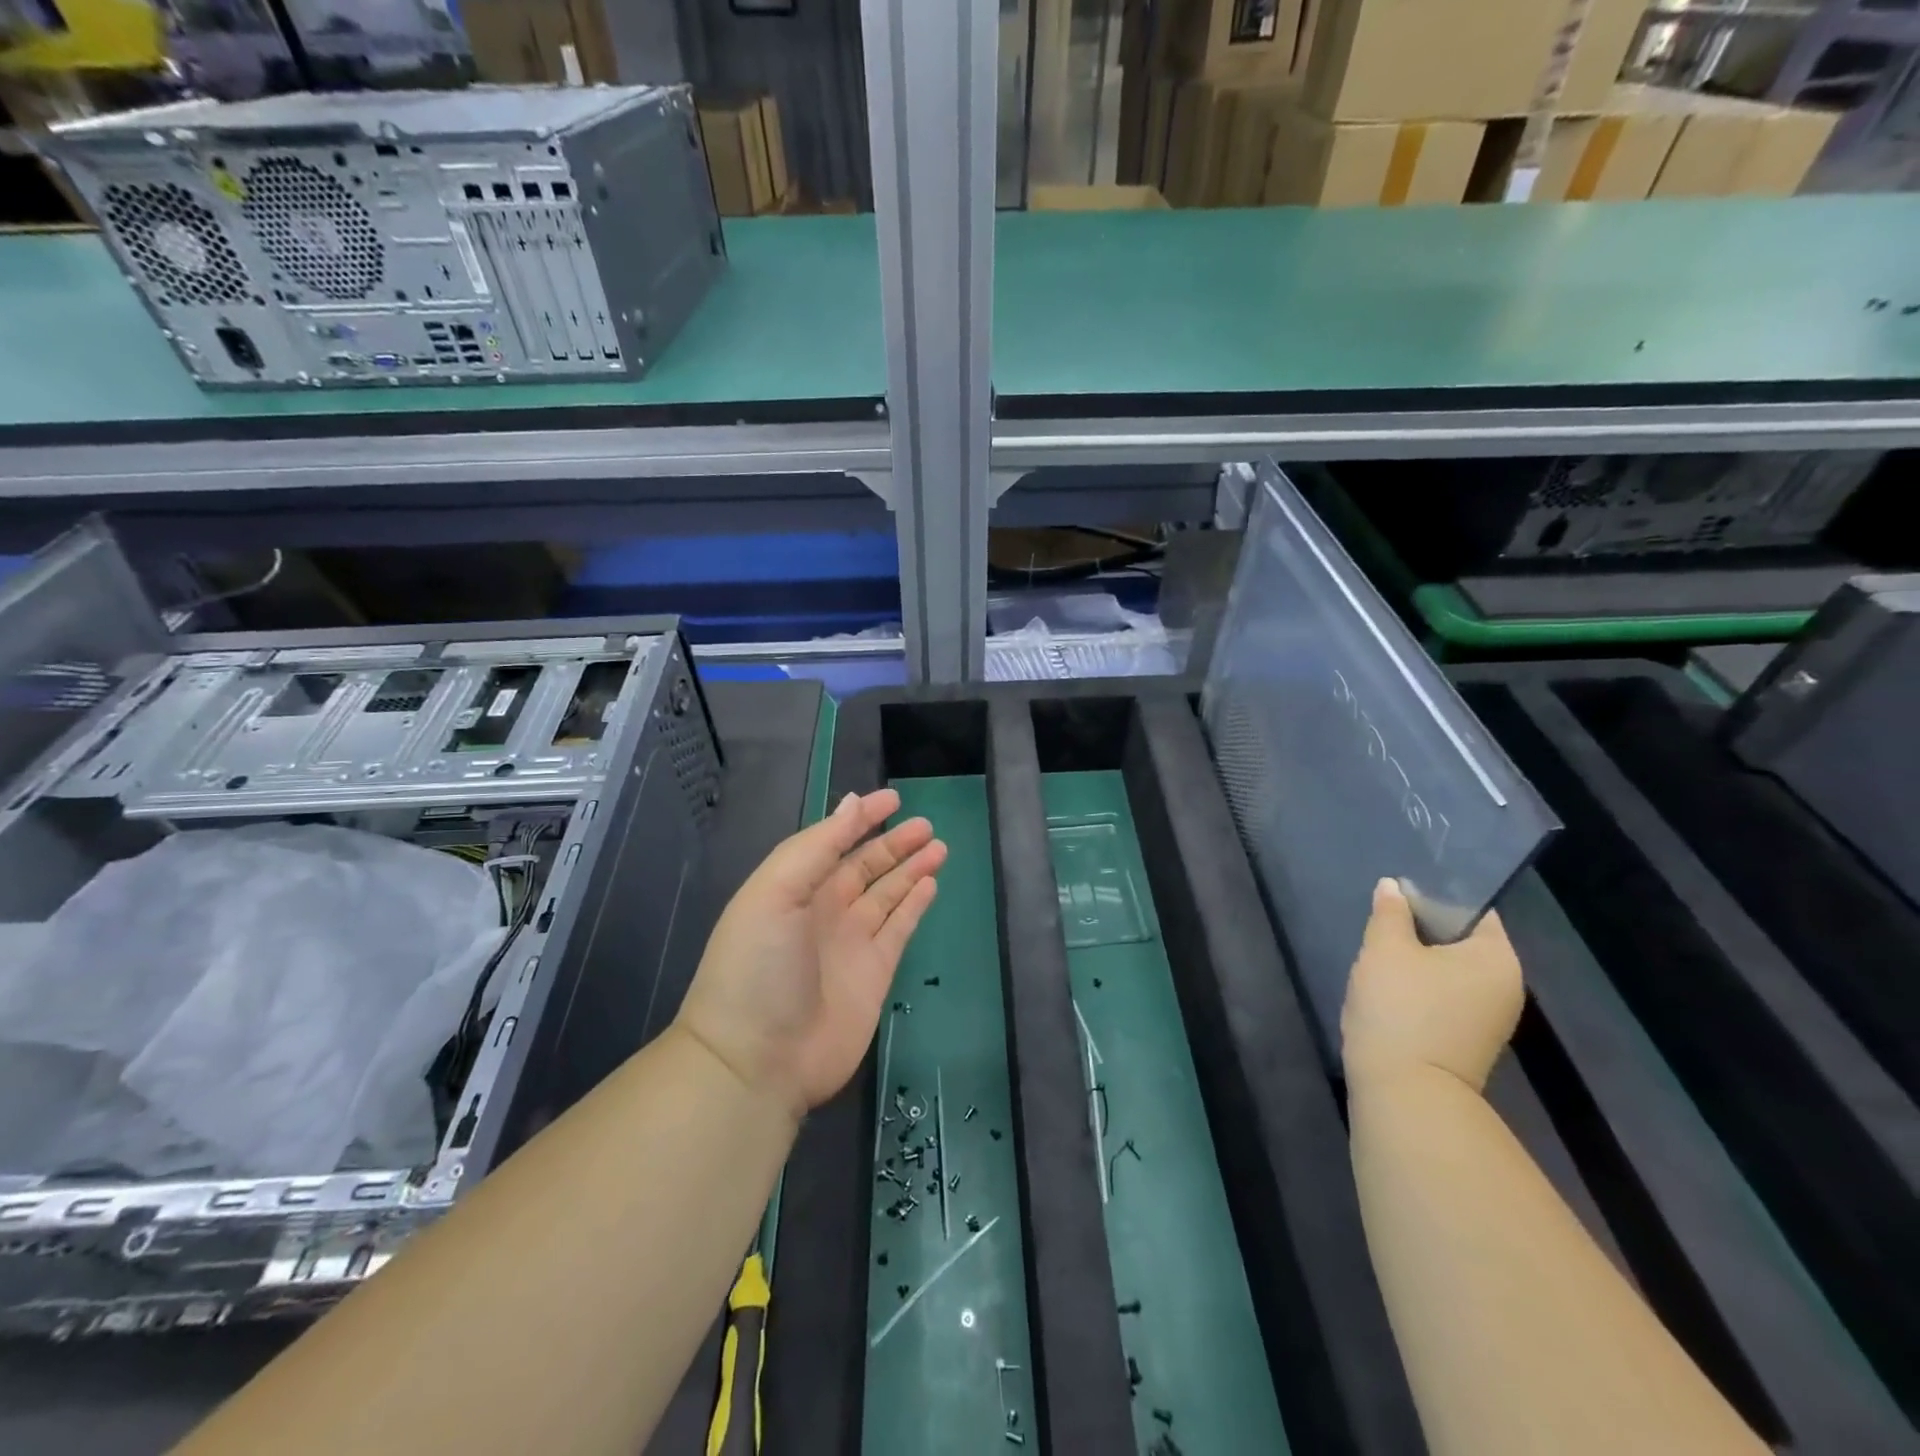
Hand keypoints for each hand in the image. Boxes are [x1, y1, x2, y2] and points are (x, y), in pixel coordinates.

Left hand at [674, 789, 944, 1120]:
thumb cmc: (759, 967)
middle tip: (927, 825)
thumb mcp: (776, 894)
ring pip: (887, 894)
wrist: (757, 1061)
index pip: (834, 841)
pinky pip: (899, 928)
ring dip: (911, 869)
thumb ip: (817, 848)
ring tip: (938, 847)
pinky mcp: (874, 974)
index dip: (861, 818)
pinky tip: (930, 884)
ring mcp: (850, 943)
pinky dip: (914, 905)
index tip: (893, 798)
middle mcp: (823, 910)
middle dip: (894, 843)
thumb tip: (852, 803)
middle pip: (865, 865)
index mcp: (794, 887)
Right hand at [1341, 878, 1523, 1092]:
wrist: (1406, 1091)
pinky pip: (1443, 998)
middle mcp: (1504, 986)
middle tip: (1380, 925)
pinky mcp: (1466, 1041)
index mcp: (1497, 958)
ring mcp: (1488, 1019)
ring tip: (1377, 957)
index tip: (1397, 894)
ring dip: (1415, 962)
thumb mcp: (1385, 949)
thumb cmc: (1401, 1008)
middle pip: (1460, 941)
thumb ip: (1390, 912)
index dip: (1433, 896)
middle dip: (1419, 930)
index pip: (1472, 910)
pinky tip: (1386, 991)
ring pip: (1447, 971)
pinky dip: (1417, 989)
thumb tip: (1393, 887)